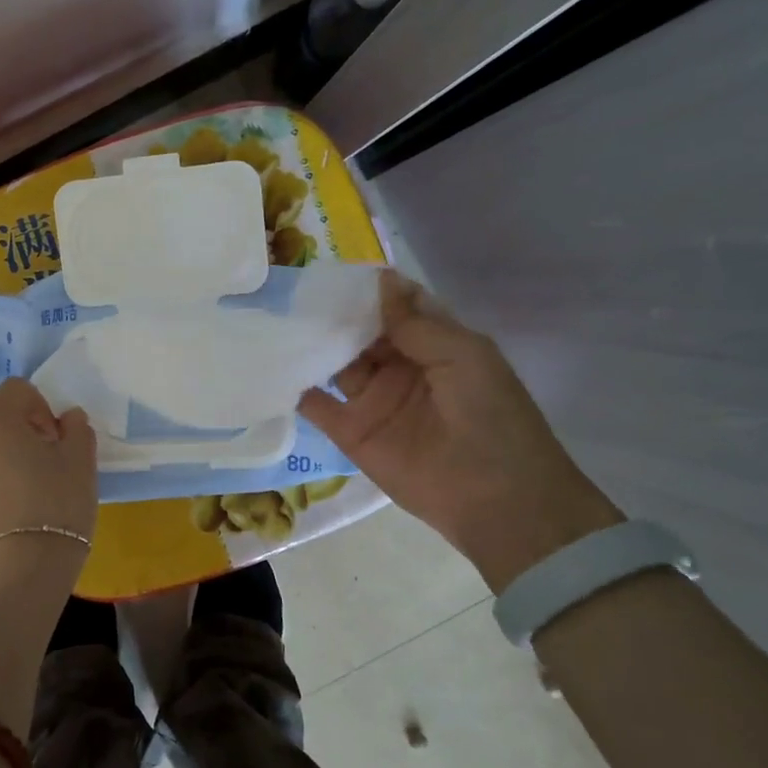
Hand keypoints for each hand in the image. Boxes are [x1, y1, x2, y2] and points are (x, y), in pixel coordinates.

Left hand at [0, 378, 96, 580]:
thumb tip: (68, 417)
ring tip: (18, 486)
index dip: (40, 407)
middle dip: (11, 422)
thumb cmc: (56, 505)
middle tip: (36, 454)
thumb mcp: (81, 462)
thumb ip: (77, 429)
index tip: (55, 438)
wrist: (21, 572)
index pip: (17, 388)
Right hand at [300, 271, 621, 590]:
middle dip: (333, 312)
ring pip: (335, 362)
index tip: (334, 268)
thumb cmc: (490, 416)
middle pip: (360, 332)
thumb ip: (415, 322)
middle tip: (295, 289)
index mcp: (434, 345)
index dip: (370, 289)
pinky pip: (316, 405)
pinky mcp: (350, 432)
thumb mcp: (463, 355)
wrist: (495, 498)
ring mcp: (372, 399)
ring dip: (311, 342)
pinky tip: (272, 362)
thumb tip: (381, 278)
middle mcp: (400, 367)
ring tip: (276, 317)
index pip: (395, 308)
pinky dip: (295, 386)